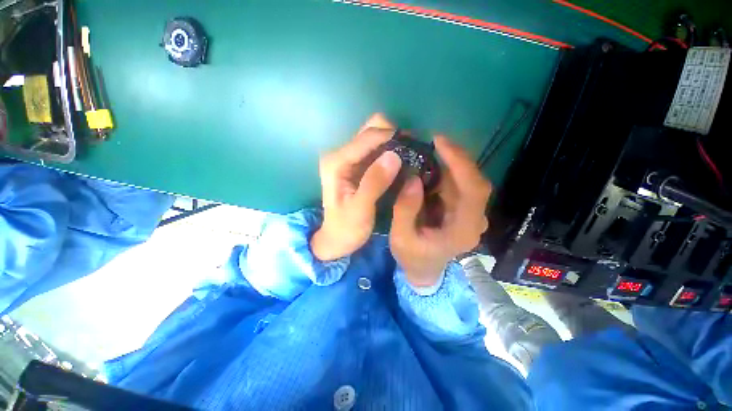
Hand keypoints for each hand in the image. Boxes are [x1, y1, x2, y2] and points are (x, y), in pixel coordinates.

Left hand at [311, 114, 402, 260]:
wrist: (336, 239)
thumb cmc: (346, 228)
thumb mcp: (360, 209)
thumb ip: (374, 182)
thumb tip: (394, 156)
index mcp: (337, 162)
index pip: (368, 137)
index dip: (393, 137)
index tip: (415, 147)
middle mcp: (341, 154)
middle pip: (371, 130)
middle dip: (394, 136)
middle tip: (412, 153)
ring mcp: (349, 158)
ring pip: (375, 137)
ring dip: (394, 143)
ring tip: (411, 158)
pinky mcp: (357, 165)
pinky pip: (377, 150)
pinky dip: (391, 152)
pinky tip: (402, 164)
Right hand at [390, 136, 491, 286]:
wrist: (423, 270)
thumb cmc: (413, 257)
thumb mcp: (402, 238)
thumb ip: (406, 210)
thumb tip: (413, 179)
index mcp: (463, 229)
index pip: (473, 190)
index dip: (460, 163)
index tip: (440, 143)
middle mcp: (474, 219)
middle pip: (475, 181)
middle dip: (456, 158)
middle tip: (433, 142)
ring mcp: (470, 214)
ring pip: (467, 180)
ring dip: (450, 164)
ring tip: (428, 152)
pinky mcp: (462, 209)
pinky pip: (458, 185)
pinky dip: (446, 172)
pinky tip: (431, 167)